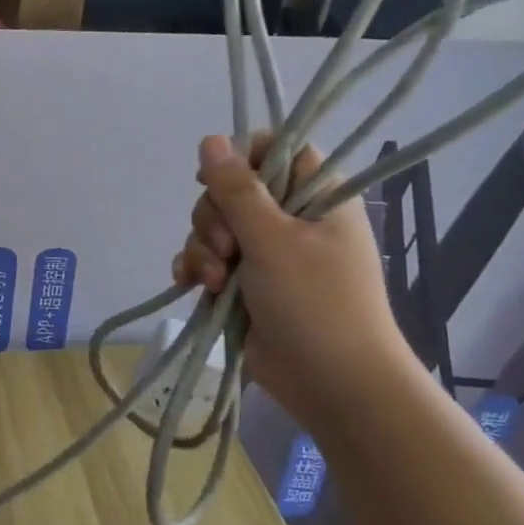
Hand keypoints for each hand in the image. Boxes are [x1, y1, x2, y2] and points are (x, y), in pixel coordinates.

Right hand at [172, 134, 418, 433]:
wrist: (333, 385)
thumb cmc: (316, 303)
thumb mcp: (273, 240)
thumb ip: (237, 189)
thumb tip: (210, 139)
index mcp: (316, 200)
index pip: (279, 152)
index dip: (244, 157)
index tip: (218, 178)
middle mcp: (291, 222)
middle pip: (234, 191)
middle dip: (215, 218)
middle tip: (226, 248)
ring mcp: (267, 256)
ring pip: (215, 228)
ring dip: (203, 250)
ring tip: (214, 282)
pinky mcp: (245, 286)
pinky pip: (208, 261)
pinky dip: (196, 269)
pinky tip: (190, 285)